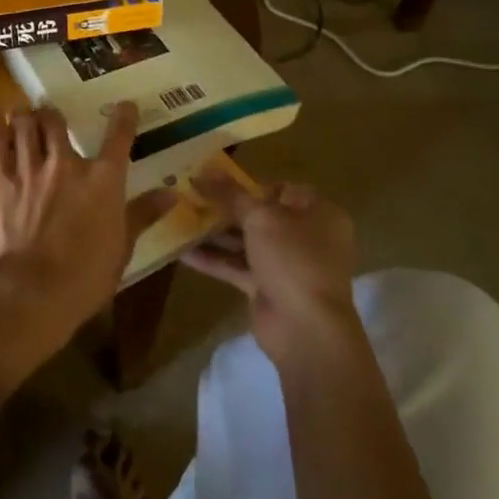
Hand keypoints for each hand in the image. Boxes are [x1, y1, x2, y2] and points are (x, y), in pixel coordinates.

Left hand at [0, 101, 175, 374]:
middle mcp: (66, 163)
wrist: (30, 289)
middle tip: (52, 118)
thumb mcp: (122, 248)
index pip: (118, 137)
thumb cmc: (84, 276)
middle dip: (54, 116)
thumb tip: (172, 193)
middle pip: (58, 121)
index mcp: (103, 180)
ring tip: (25, 116)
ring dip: (26, 117)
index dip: (123, 117)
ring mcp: (30, 166)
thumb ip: (143, 214)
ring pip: (26, 124)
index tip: (125, 106)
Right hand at [183, 175, 359, 368]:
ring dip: (215, 234)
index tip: (213, 179)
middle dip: (225, 208)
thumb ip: (230, 194)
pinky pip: (237, 267)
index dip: (247, 183)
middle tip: (191, 198)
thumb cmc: (292, 259)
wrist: (304, 327)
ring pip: (246, 242)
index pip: (281, 189)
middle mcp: (306, 237)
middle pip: (261, 215)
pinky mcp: (267, 288)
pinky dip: (213, 260)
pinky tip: (182, 252)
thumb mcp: (260, 217)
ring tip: (180, 220)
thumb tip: (203, 170)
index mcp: (318, 213)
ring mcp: (286, 265)